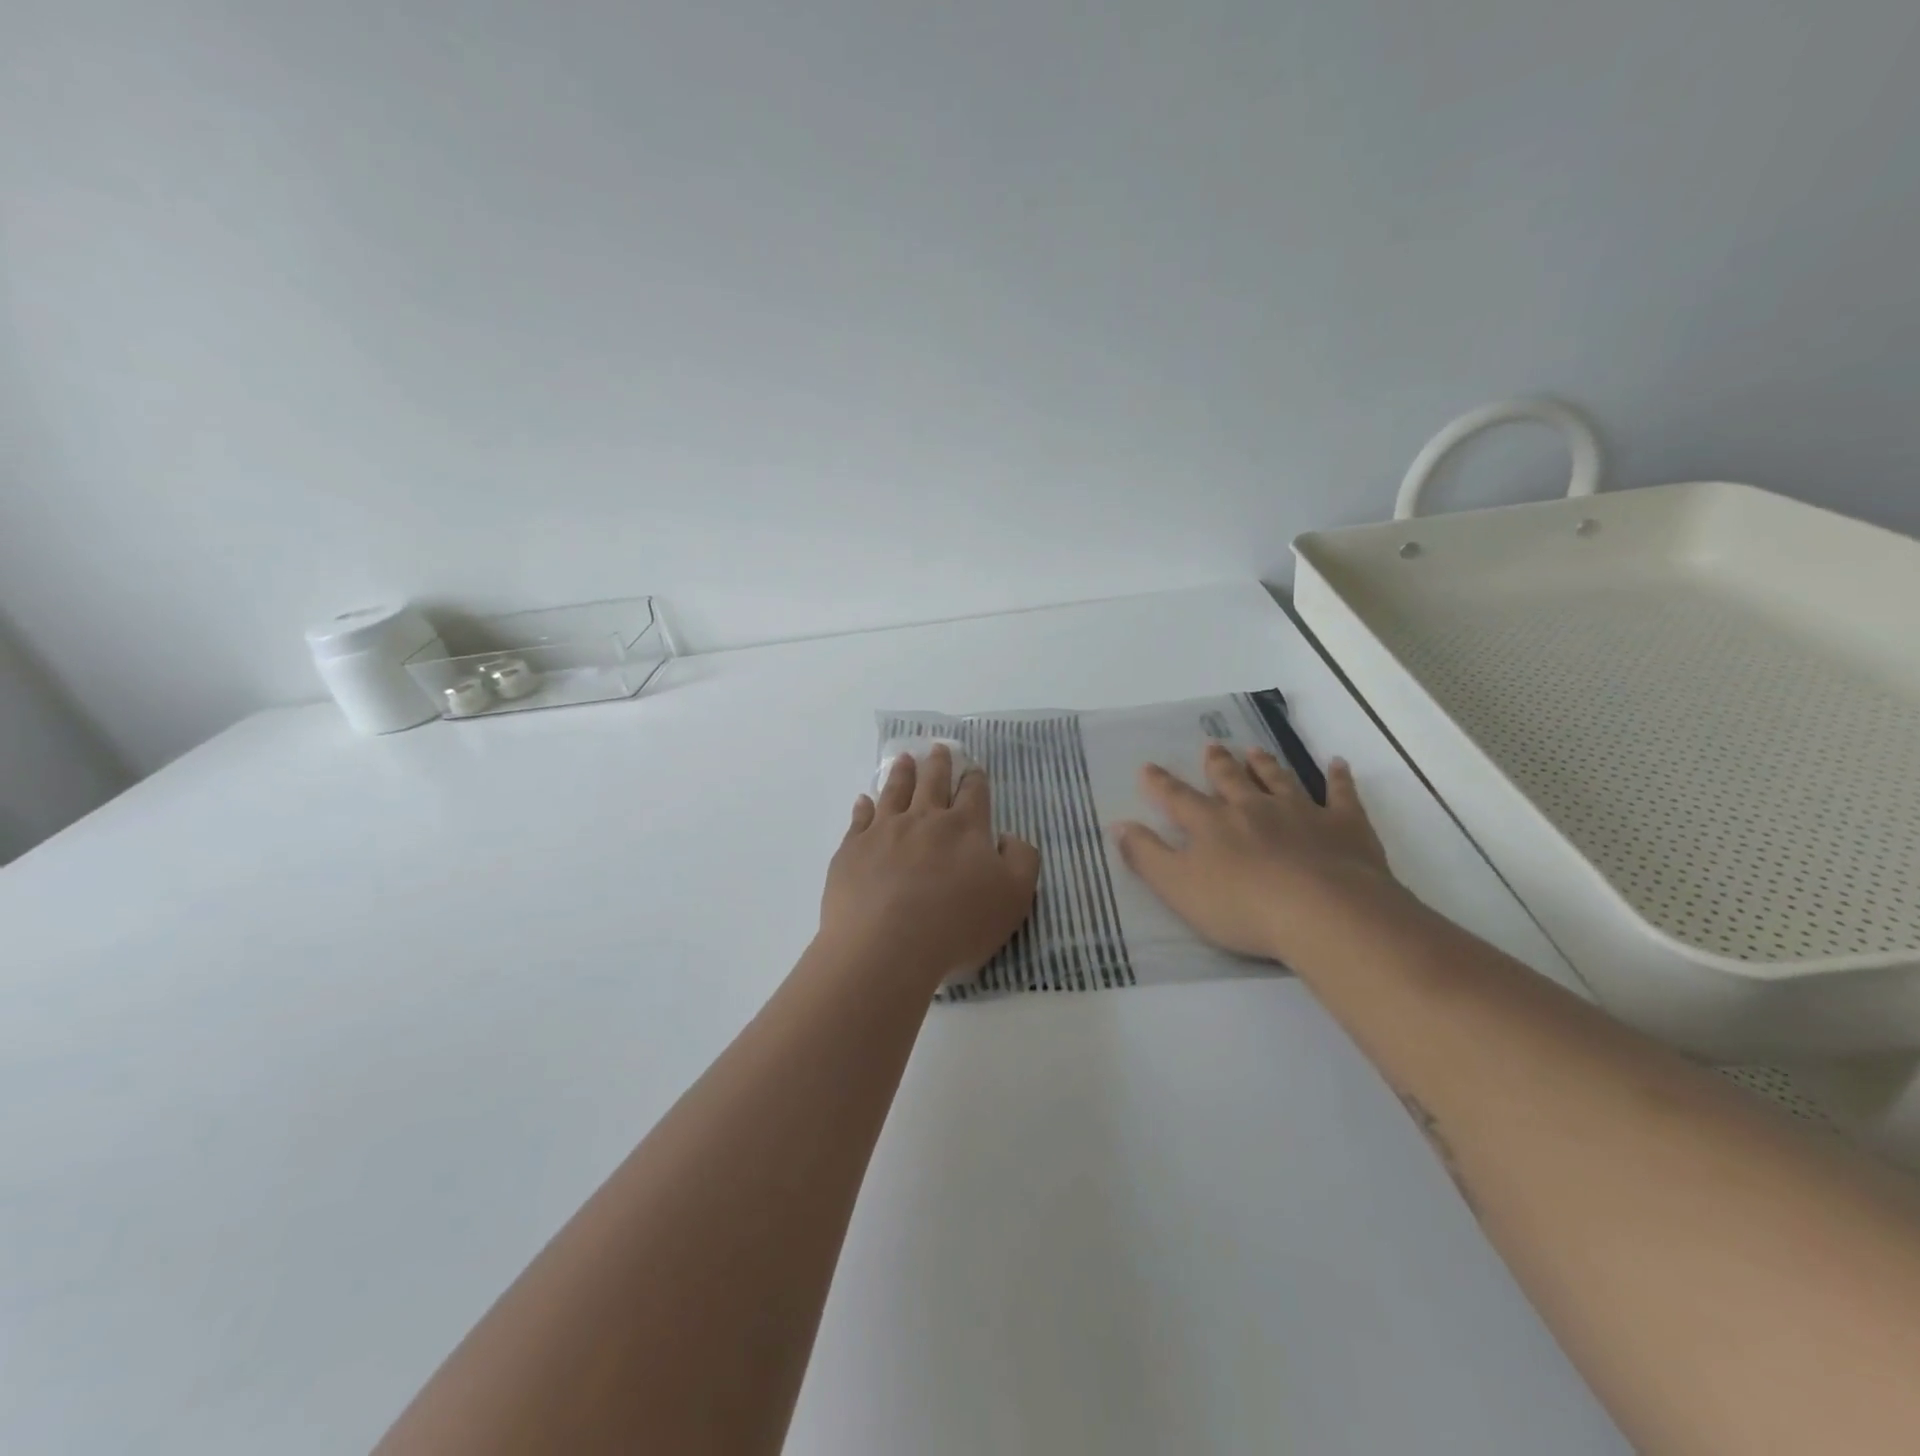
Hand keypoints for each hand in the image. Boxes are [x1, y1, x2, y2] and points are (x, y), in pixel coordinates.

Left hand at [820, 745, 1040, 987]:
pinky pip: (859, 819)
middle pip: (932, 782)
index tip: (973, 768)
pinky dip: (863, 806)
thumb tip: (1006, 838)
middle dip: (938, 763)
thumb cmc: (957, 924)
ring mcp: (884, 831)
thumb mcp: (1014, 897)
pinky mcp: (853, 849)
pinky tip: (864, 800)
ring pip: (894, 791)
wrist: (886, 946)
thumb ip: (1021, 860)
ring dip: (902, 773)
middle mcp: (924, 819)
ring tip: (904, 759)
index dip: (975, 779)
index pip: (973, 793)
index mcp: (965, 827)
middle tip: (938, 748)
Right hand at [1112, 743, 1399, 966]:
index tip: (1148, 767)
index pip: (1178, 798)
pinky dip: (1338, 778)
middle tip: (1211, 747)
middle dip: (1218, 764)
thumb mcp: (1178, 887)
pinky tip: (1338, 764)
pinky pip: (1341, 794)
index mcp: (1212, 823)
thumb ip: (1147, 855)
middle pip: (1231, 780)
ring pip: (1279, 780)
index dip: (1160, 784)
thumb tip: (1118, 824)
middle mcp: (1253, 808)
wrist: (1324, 912)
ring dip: (1265, 765)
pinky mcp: (1344, 825)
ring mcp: (1301, 812)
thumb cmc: (1242, 906)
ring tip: (1255, 750)